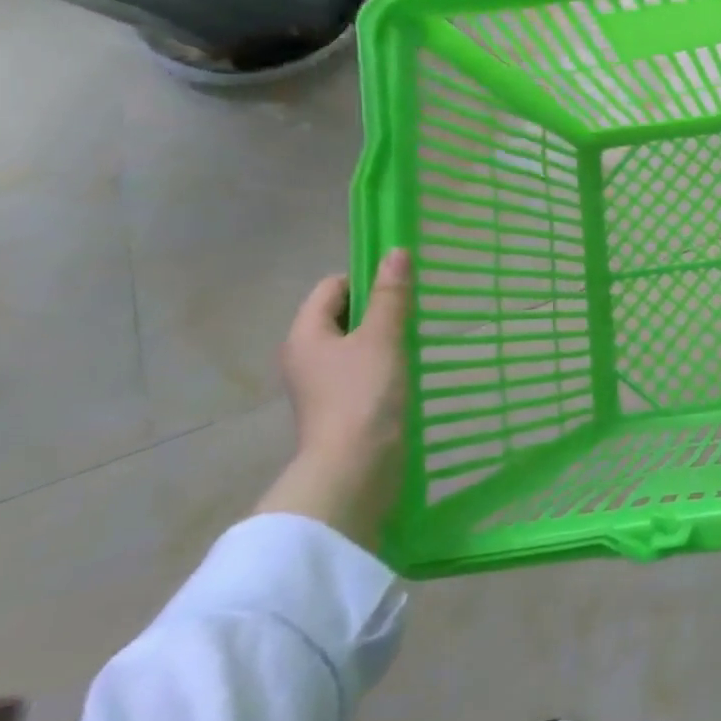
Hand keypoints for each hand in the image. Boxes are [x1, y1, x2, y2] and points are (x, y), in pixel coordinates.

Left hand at [255, 249, 411, 550]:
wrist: (354, 469)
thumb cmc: (363, 394)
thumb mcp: (382, 337)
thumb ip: (390, 295)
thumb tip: (396, 251)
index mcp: (305, 334)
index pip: (332, 286)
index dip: (365, 278)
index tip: (401, 287)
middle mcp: (305, 356)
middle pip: (342, 314)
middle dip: (378, 308)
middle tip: (414, 311)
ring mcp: (320, 385)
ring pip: (354, 344)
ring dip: (383, 338)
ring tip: (415, 340)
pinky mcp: (339, 407)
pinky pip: (360, 370)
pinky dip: (383, 364)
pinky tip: (408, 371)